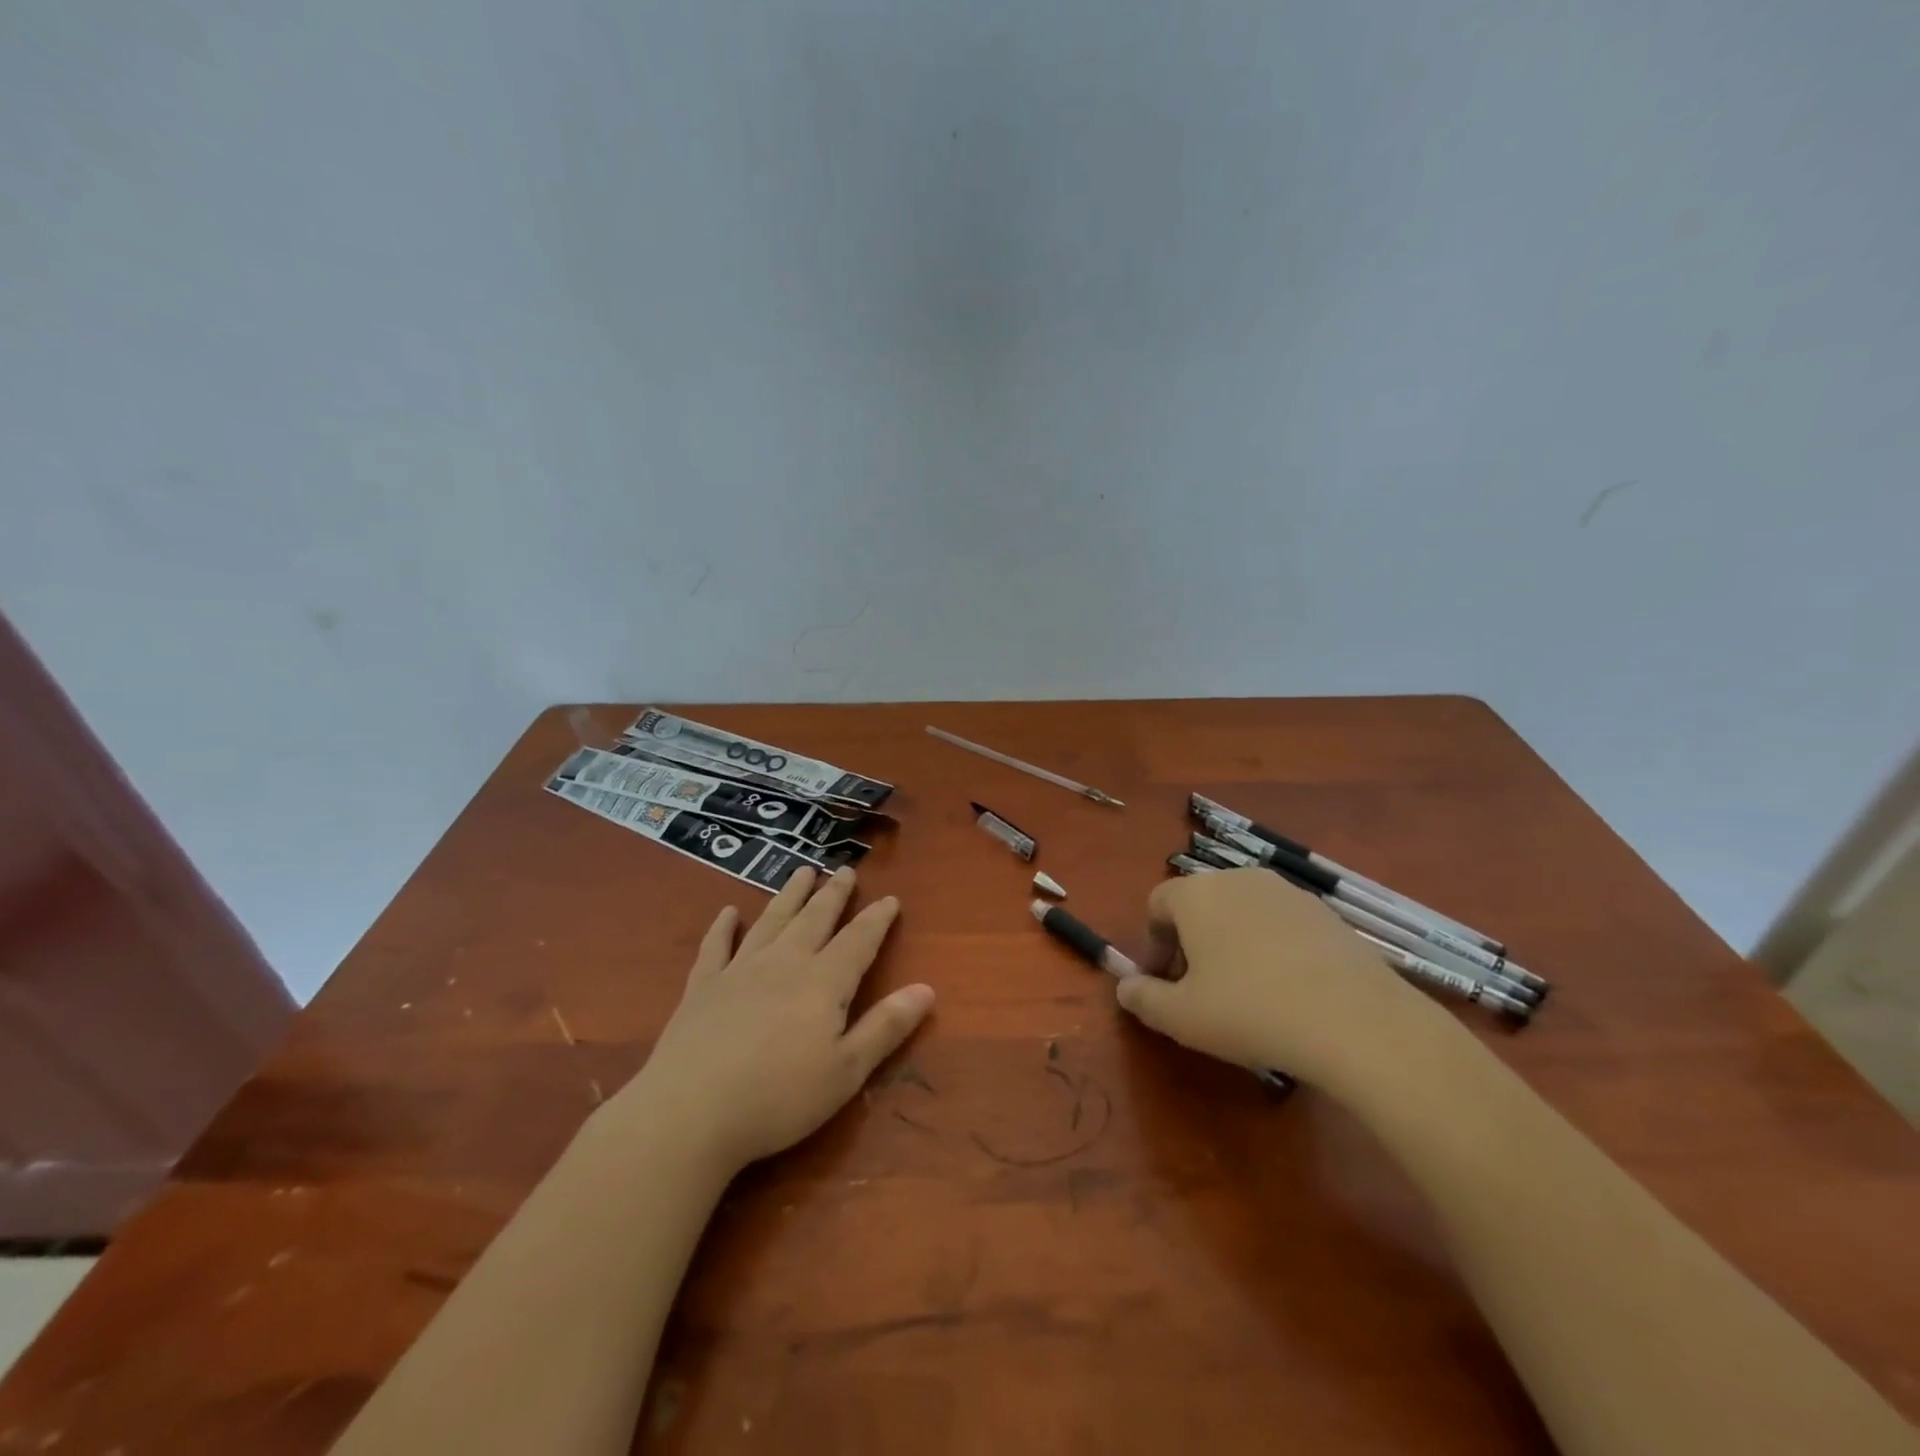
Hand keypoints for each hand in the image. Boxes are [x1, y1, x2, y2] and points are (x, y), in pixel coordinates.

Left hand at [613, 867, 933, 1174]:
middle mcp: (784, 963)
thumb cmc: (779, 1098)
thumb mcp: (846, 1071)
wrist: (690, 1112)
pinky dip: (723, 927)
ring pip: (771, 921)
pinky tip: (727, 913)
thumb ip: (886, 1027)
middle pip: (814, 919)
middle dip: (833, 894)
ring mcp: (739, 970)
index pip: (859, 940)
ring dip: (789, 895)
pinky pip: (716, 947)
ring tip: (802, 872)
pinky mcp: (702, 986)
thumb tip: (927, 988)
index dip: (877, 919)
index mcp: (823, 982)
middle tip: (845, 870)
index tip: (890, 898)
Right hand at [1115, 867, 1449, 1089]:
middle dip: (1192, 942)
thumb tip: (1125, 988)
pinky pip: (1282, 925)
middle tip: (1202, 990)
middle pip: (1200, 904)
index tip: (1165, 982)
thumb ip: (1142, 998)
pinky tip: (1290, 992)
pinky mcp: (1327, 913)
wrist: (1356, 1021)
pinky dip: (1274, 949)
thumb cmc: (1249, 1011)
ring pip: (1243, 912)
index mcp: (1196, 894)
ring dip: (1233, 943)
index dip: (1153, 944)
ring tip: (1248, 993)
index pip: (1157, 904)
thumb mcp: (1181, 1017)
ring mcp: (1287, 892)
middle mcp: (1239, 879)